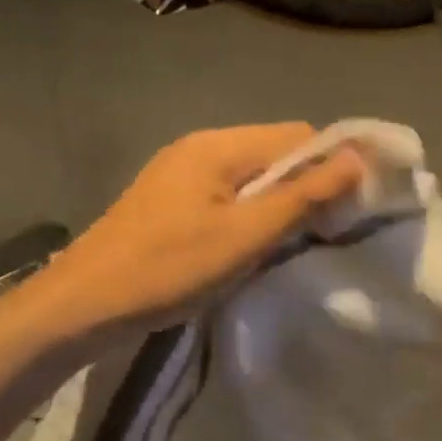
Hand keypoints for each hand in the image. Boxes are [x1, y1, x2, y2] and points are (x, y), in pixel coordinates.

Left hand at [38, 123, 363, 335]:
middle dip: (307, 187)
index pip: (298, 136)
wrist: (85, 304)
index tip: (355, 207)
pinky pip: (225, 200)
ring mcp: (179, 176)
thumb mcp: (244, 236)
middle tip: (327, 233)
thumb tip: (357, 159)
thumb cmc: (168, 268)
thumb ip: (301, 197)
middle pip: (273, 154)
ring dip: (278, 206)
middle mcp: (199, 148)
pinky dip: (248, 218)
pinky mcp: (168, 205)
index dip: (334, 164)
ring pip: (250, 180)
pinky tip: (252, 249)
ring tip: (294, 245)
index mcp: (218, 146)